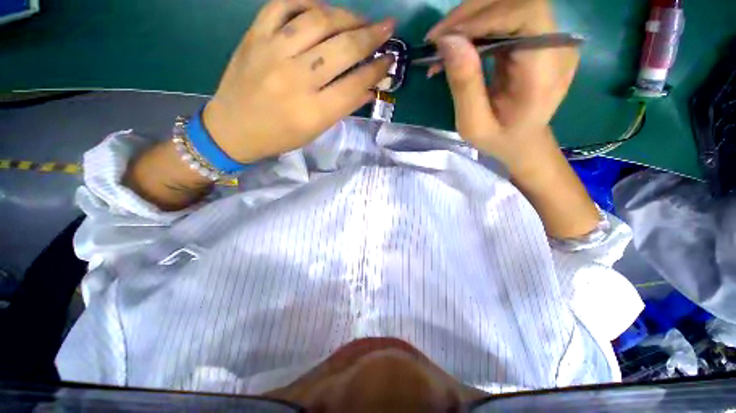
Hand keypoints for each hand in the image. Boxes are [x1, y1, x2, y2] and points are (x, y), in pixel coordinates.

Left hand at [203, 0, 394, 162]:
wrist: (233, 128)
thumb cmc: (280, 136)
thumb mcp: (316, 131)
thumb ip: (343, 108)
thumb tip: (369, 88)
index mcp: (313, 111)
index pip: (355, 84)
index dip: (377, 69)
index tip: (389, 59)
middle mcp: (296, 79)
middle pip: (342, 49)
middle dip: (371, 35)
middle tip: (387, 27)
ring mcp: (273, 52)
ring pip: (319, 20)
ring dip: (346, 15)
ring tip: (360, 19)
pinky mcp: (255, 36)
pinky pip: (284, 4)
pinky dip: (308, 2)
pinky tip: (322, 9)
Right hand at [425, 0, 578, 170]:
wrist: (523, 142)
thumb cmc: (500, 140)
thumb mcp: (474, 125)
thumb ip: (464, 86)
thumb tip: (448, 42)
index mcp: (546, 70)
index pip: (525, 15)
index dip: (483, 17)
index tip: (444, 38)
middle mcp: (555, 45)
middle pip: (516, 2)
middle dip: (471, 14)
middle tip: (436, 38)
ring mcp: (548, 39)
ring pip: (508, 6)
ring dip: (470, 19)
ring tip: (442, 44)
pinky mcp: (535, 38)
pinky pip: (505, 18)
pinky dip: (476, 27)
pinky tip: (457, 45)